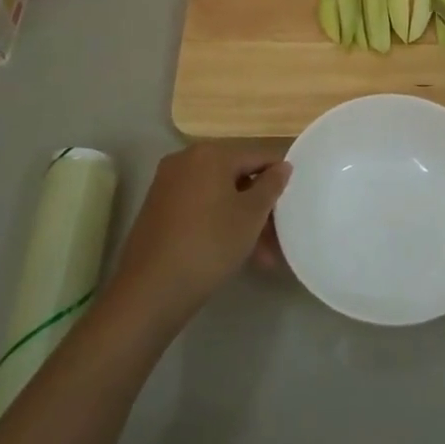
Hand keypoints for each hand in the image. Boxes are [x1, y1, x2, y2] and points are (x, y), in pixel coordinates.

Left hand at [110, 144, 291, 328]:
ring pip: (218, 197)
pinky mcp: (157, 209)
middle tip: (278, 237)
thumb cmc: (210, 243)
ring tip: (262, 257)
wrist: (151, 289)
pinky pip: (199, 208)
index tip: (293, 203)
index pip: (257, 156)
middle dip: (259, 207)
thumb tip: (282, 166)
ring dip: (242, 221)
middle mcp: (185, 160)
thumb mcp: (251, 215)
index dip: (279, 178)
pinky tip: (235, 253)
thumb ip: (271, 185)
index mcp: (210, 154)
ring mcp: (167, 185)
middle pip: (236, 177)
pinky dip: (218, 224)